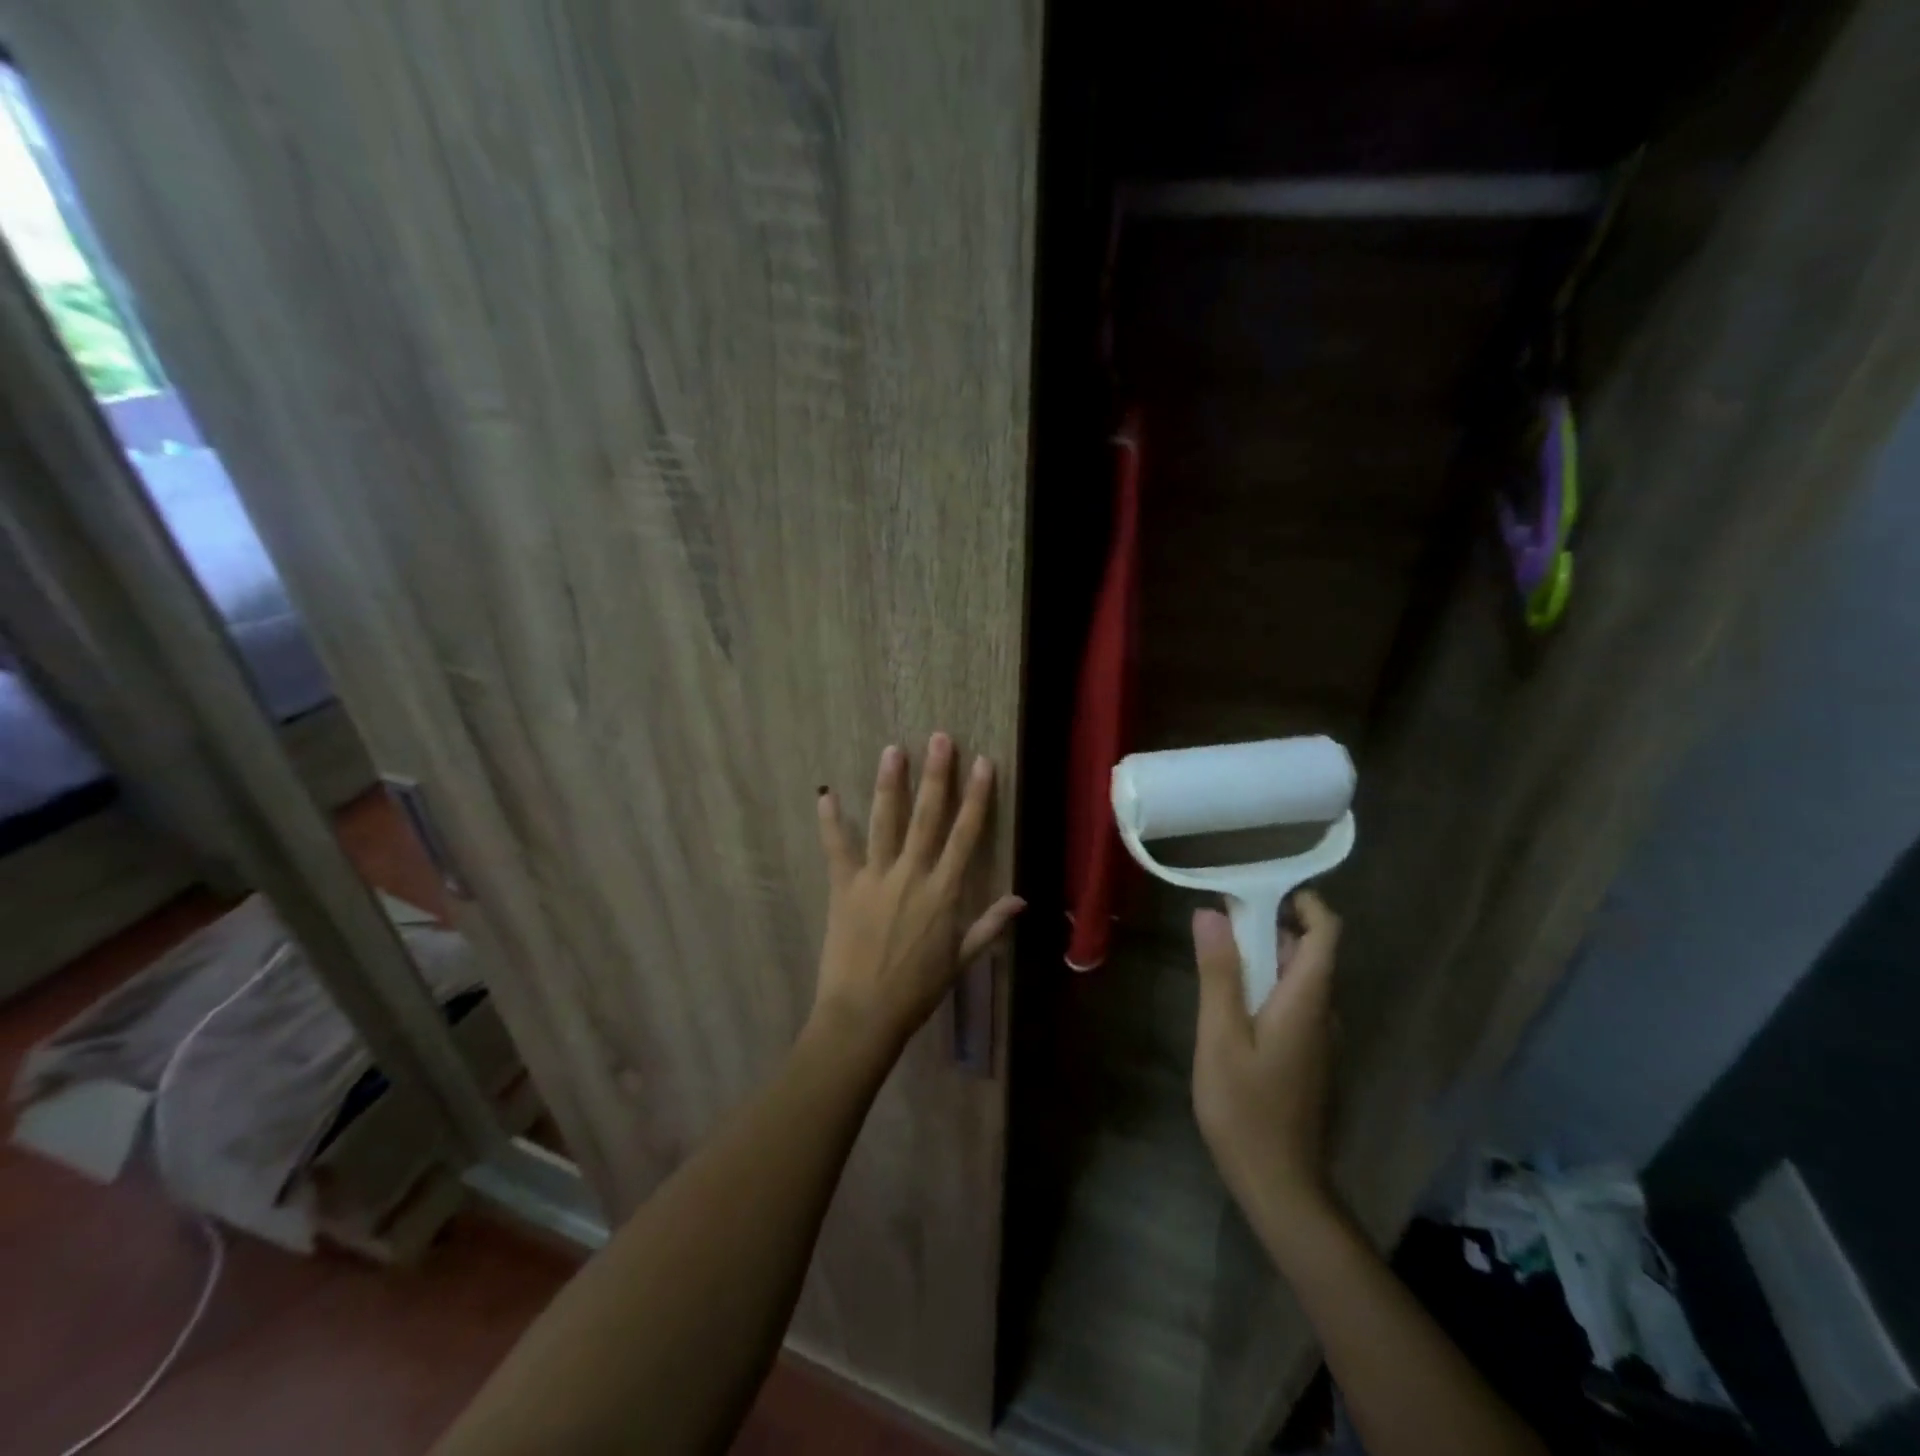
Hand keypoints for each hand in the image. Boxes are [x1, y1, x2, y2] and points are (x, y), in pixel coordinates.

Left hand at [811, 734, 1023, 1053]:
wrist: (863, 1015)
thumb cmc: (916, 991)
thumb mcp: (960, 960)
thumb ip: (989, 926)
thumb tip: (1021, 901)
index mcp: (943, 892)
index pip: (966, 835)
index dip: (976, 797)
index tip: (982, 763)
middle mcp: (911, 875)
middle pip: (928, 817)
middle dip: (936, 775)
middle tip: (940, 739)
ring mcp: (874, 878)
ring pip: (885, 822)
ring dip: (890, 784)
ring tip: (892, 750)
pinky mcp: (843, 887)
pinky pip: (837, 848)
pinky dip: (830, 822)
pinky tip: (826, 793)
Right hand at [1191, 890, 1341, 1225]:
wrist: (1280, 1185)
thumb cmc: (1245, 1108)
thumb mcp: (1220, 1035)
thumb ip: (1219, 972)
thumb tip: (1211, 913)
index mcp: (1307, 1000)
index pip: (1326, 932)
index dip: (1302, 902)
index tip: (1259, 890)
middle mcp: (1322, 1012)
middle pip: (1308, 951)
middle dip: (1268, 926)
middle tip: (1218, 921)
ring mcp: (1317, 1038)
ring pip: (1297, 978)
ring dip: (1263, 957)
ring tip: (1215, 957)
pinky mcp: (1306, 1057)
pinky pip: (1291, 1004)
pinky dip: (1264, 986)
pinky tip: (1228, 1004)